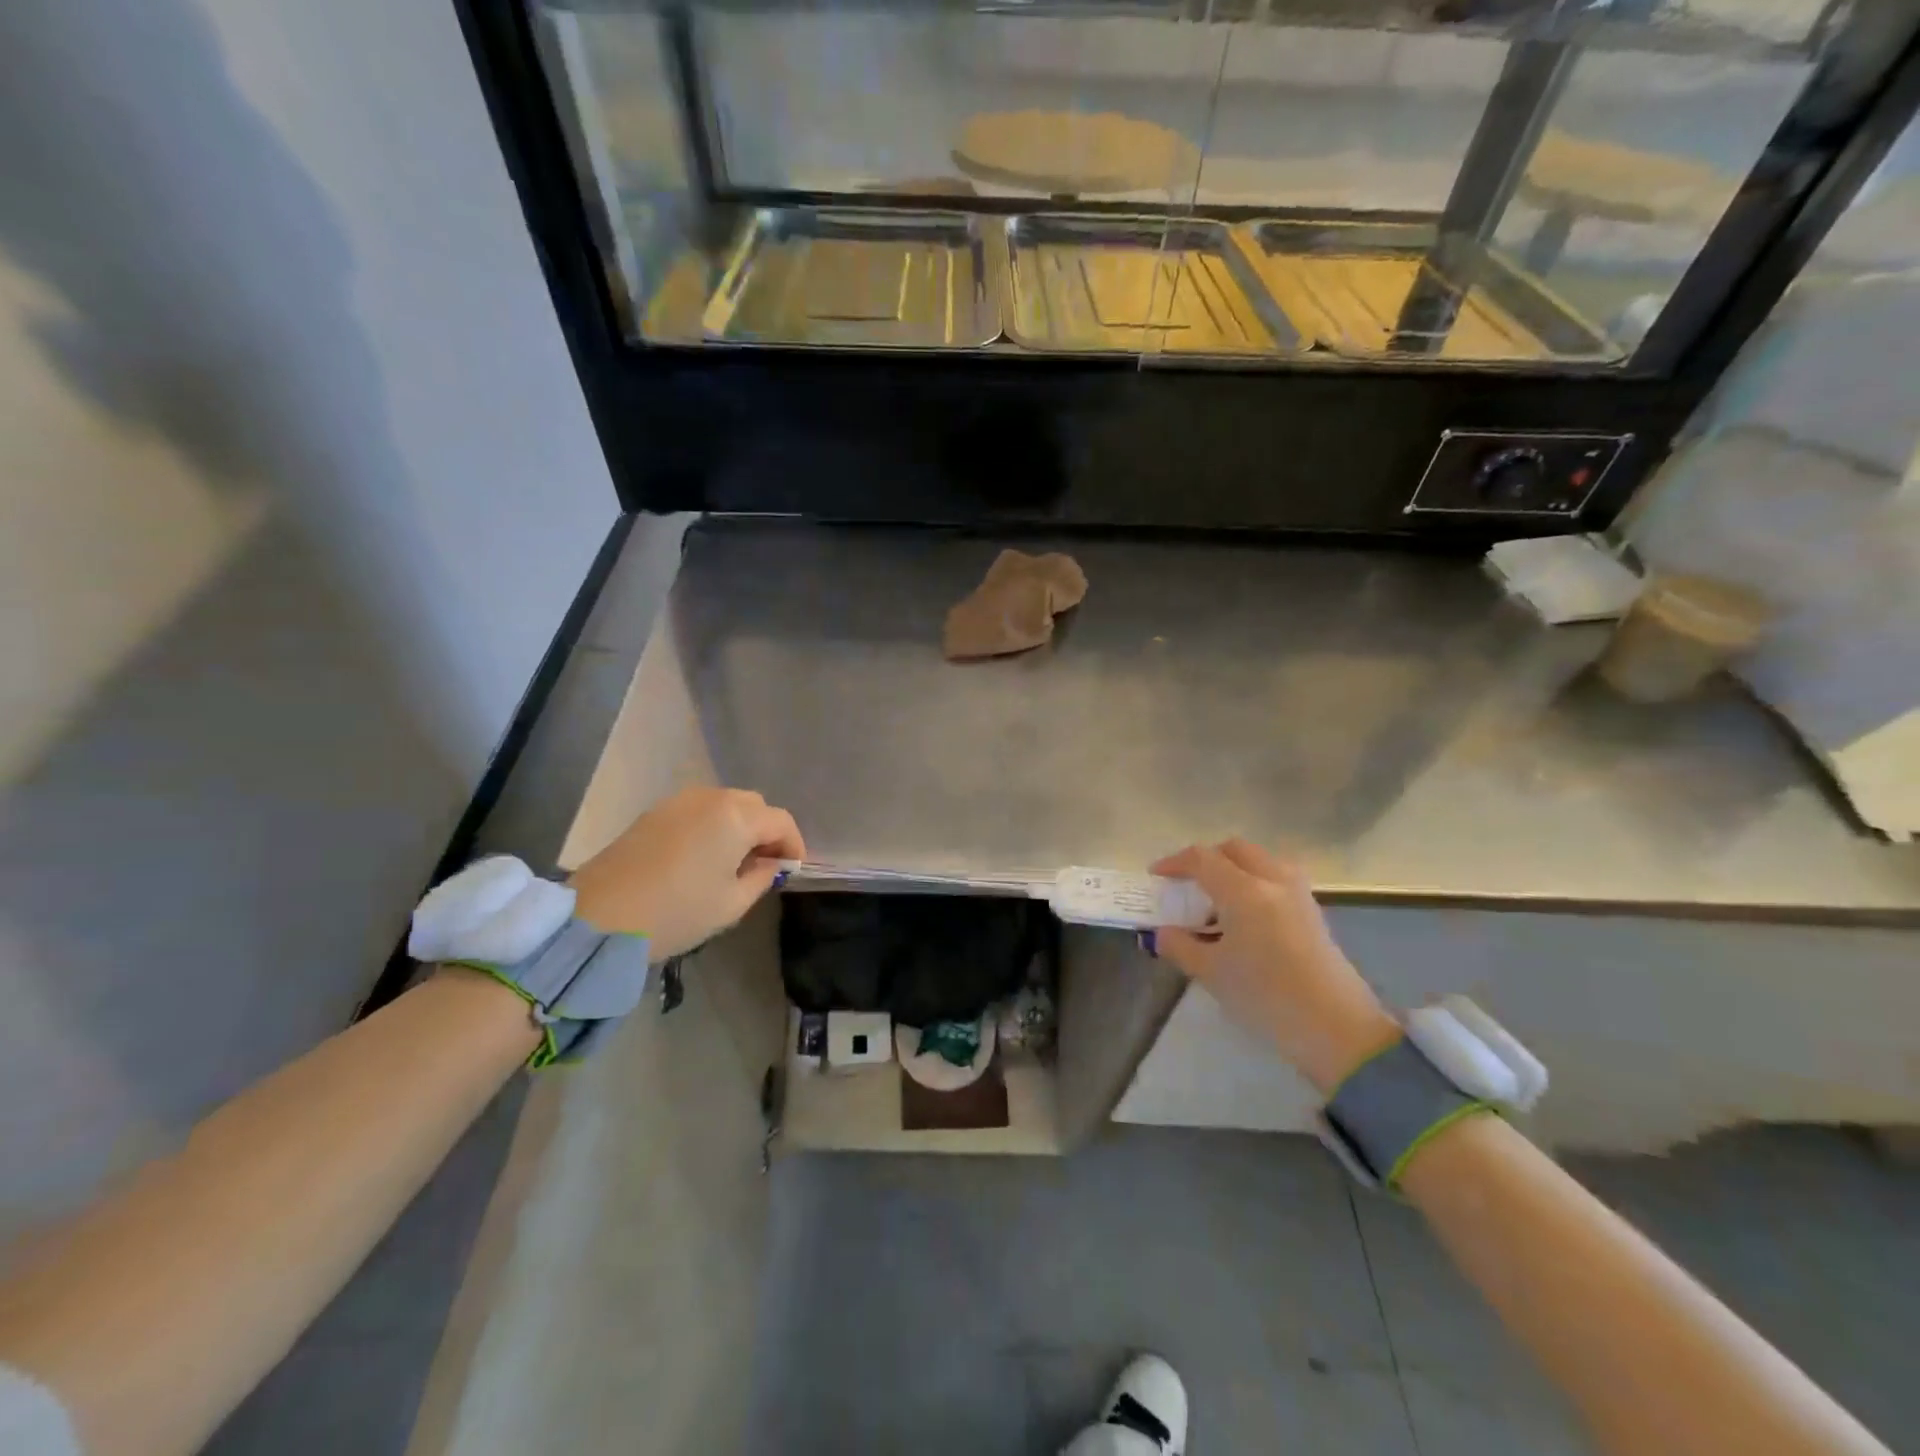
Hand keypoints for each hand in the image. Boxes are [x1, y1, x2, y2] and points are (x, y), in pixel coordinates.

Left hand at [569, 787, 804, 958]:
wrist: (599, 916)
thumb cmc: (676, 912)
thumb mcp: (731, 904)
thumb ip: (761, 877)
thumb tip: (771, 863)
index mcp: (737, 817)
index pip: (781, 821)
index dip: (794, 844)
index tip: (793, 870)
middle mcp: (711, 797)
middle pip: (754, 805)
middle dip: (766, 831)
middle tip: (765, 864)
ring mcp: (679, 801)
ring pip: (725, 803)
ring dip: (739, 825)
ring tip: (733, 861)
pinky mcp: (654, 812)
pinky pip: (698, 810)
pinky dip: (712, 825)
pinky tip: (703, 855)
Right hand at [1151, 840, 1400, 1093]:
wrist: (1336, 1028)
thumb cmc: (1265, 996)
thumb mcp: (1211, 973)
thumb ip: (1180, 946)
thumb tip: (1163, 932)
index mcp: (1244, 891)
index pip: (1202, 859)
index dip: (1174, 863)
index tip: (1156, 876)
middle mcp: (1273, 880)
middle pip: (1235, 850)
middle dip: (1206, 859)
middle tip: (1187, 882)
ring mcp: (1298, 894)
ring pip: (1260, 860)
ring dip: (1234, 868)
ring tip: (1216, 899)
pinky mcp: (1313, 911)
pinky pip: (1277, 878)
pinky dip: (1254, 883)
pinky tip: (1245, 916)